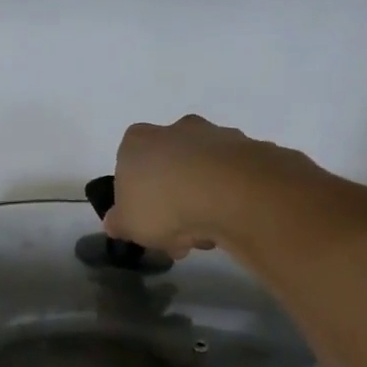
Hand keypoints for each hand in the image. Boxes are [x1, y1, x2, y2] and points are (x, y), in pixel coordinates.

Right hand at [104, 115, 316, 258]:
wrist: (234, 194)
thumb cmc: (165, 205)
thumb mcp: (127, 225)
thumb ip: (117, 222)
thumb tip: (115, 222)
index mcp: (138, 141)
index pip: (128, 166)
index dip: (135, 198)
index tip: (146, 222)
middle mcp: (176, 129)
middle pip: (168, 168)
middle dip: (172, 202)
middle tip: (177, 237)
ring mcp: (216, 135)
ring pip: (202, 174)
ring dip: (201, 202)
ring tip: (207, 236)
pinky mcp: (251, 148)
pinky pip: (232, 179)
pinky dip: (230, 198)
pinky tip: (230, 222)